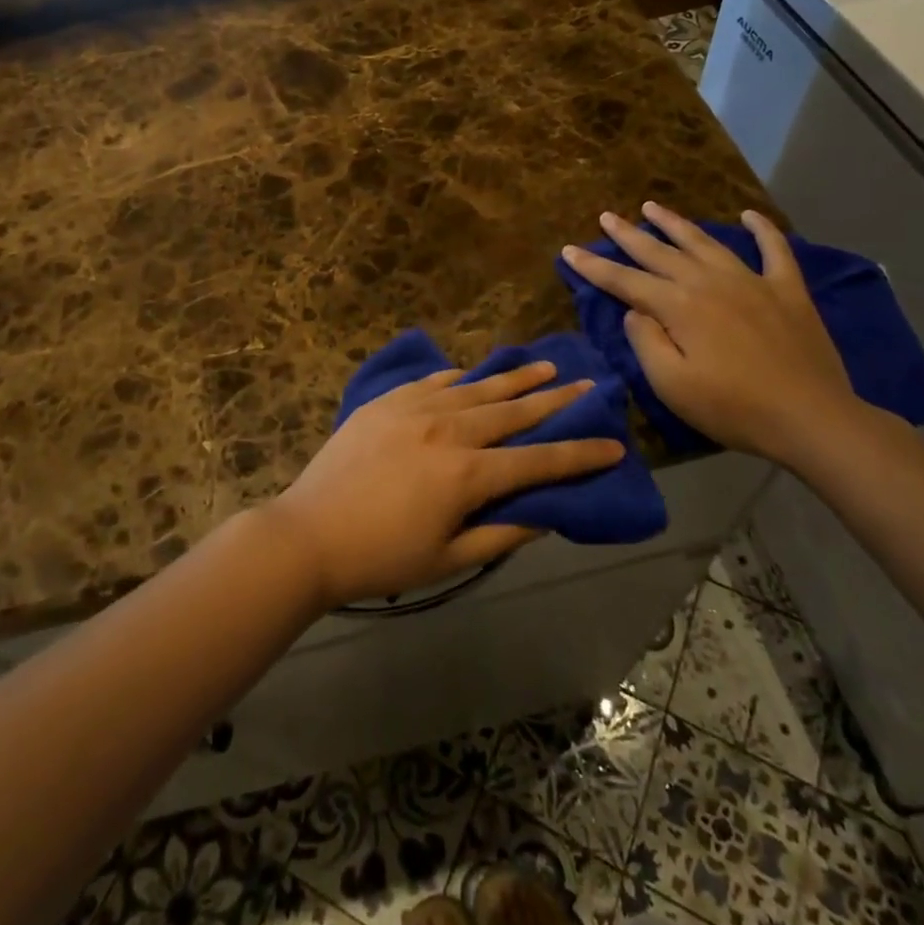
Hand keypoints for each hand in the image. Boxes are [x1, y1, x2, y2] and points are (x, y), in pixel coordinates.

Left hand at [267, 363, 624, 607]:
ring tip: (544, 365)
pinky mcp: (387, 402)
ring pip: (477, 388)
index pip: (539, 460)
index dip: (580, 453)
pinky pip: (433, 382)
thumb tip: (545, 514)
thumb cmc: (381, 557)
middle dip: (555, 400)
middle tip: (587, 384)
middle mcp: (449, 430)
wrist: (308, 534)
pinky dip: (459, 379)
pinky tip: (471, 374)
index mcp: (468, 473)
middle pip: (513, 412)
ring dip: (514, 378)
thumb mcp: (449, 559)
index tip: (615, 443)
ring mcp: (415, 409)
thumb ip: (501, 534)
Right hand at [561, 203, 862, 464]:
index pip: (625, 281)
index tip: (569, 250)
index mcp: (678, 306)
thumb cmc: (733, 407)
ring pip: (705, 242)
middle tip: (608, 216)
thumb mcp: (671, 385)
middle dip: (629, 235)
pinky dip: (762, 229)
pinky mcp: (787, 290)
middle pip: (660, 252)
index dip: (594, 266)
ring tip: (653, 206)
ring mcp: (751, 281)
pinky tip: (749, 215)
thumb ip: (646, 342)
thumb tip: (635, 310)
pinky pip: (774, 249)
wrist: (811, 417)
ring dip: (676, 224)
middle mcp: (709, 282)